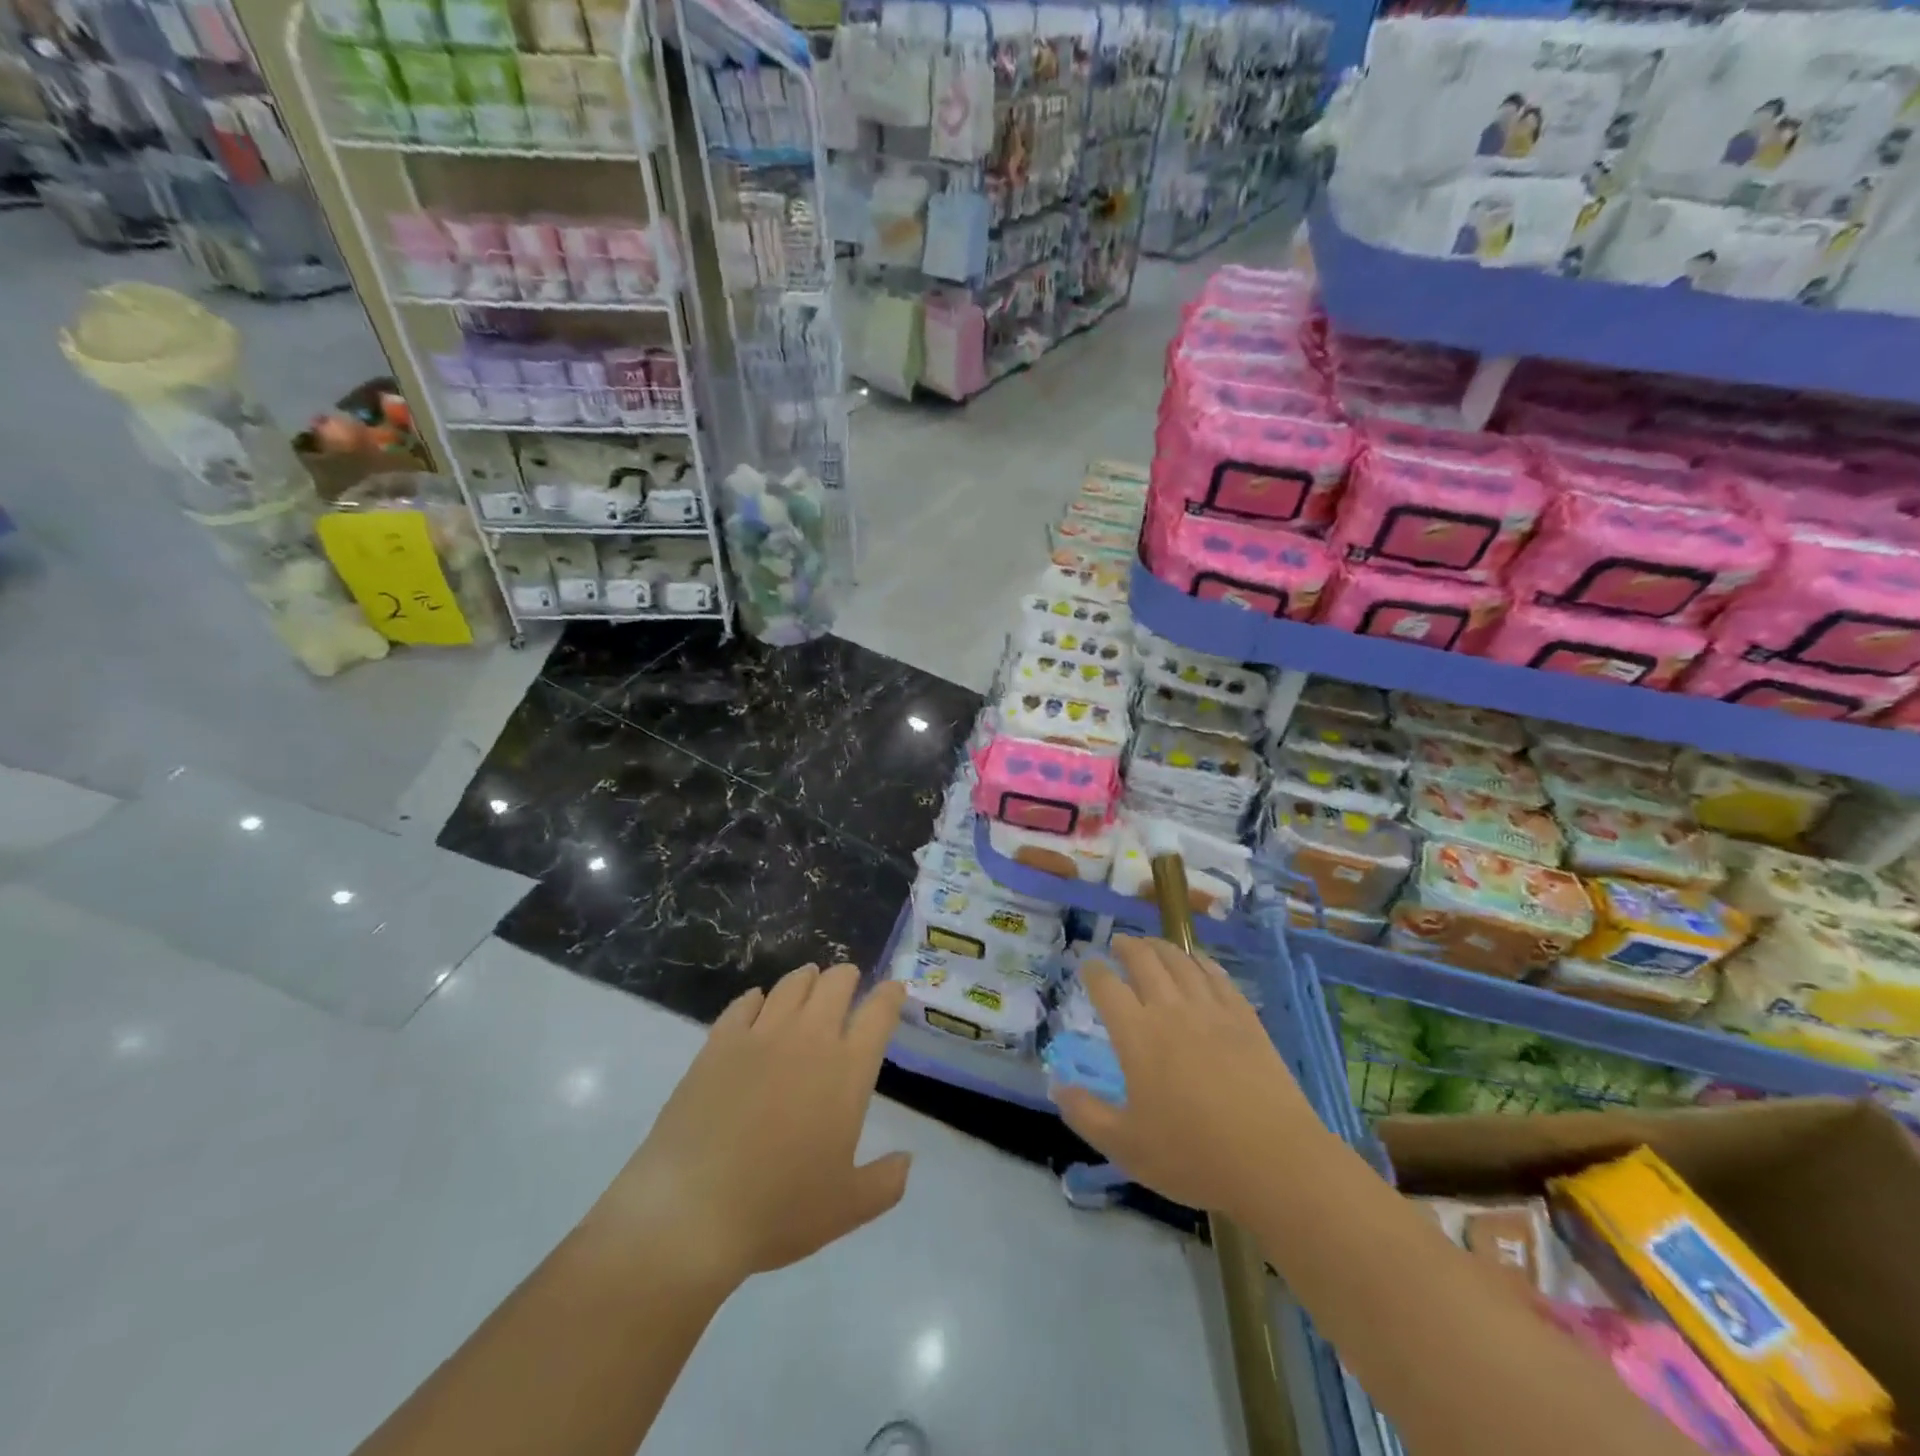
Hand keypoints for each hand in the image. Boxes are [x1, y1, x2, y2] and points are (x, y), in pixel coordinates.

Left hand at [582, 965, 911, 1293]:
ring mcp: (761, 1035)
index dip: (890, 995)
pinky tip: (757, 1004)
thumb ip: (885, 1182)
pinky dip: (756, 999)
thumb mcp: (847, 1208)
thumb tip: (907, 1160)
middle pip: (836, 984)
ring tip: (809, 981)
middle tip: (848, 982)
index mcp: (847, 1070)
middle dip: (847, 977)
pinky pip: (744, 1004)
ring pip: (791, 985)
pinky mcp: (719, 1042)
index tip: (893, 990)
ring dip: (807, 979)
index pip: (879, 1013)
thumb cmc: (778, 1209)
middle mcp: (809, 1039)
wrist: (691, 1211)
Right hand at [1050, 936, 1321, 1221]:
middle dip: (1127, 947)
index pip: (1107, 987)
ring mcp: (1212, 1011)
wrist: (1275, 1161)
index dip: (1094, 972)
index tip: (1088, 966)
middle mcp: (1171, 1010)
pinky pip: (1219, 977)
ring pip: (1181, 962)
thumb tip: (1057, 1085)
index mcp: (1137, 1035)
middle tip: (1119, 942)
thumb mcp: (1126, 1146)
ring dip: (1162, 947)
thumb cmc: (1193, 1156)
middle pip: (1145, 961)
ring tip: (1152, 944)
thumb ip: (1086, 1114)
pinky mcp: (1245, 1019)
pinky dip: (1202, 963)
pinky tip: (1199, 962)